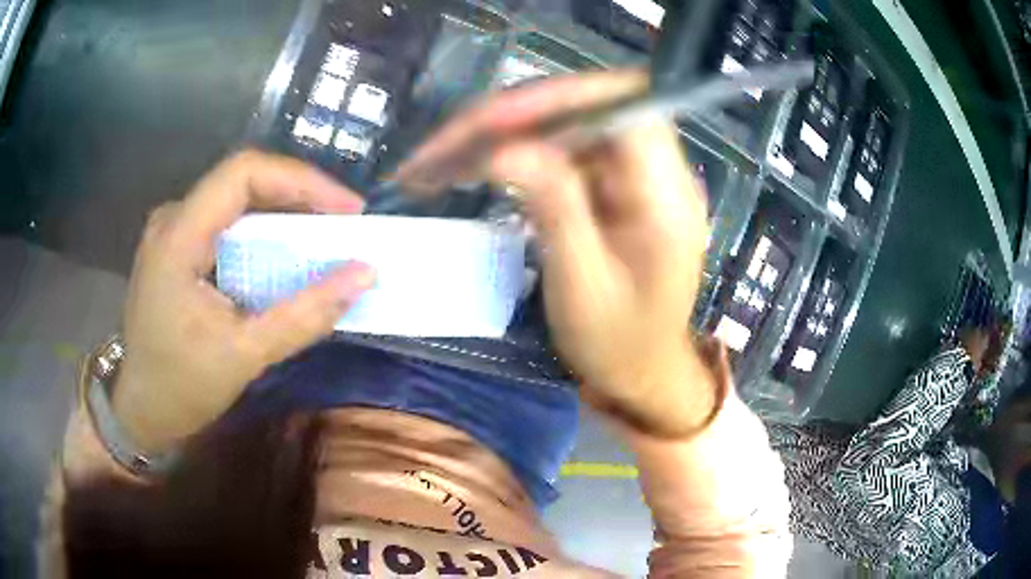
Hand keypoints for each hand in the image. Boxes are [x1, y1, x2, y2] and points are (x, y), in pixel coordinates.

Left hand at [113, 150, 375, 453]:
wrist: (141, 408)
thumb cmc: (181, 387)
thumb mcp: (244, 356)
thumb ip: (304, 315)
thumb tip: (364, 275)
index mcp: (179, 236)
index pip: (244, 173)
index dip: (301, 180)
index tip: (347, 211)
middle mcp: (174, 219)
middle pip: (244, 181)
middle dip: (300, 196)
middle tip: (344, 226)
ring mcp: (173, 231)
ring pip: (237, 199)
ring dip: (284, 213)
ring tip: (324, 238)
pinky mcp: (178, 247)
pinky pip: (227, 222)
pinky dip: (263, 232)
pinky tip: (285, 254)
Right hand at [397, 72, 715, 436]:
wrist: (641, 373)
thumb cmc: (618, 344)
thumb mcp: (583, 287)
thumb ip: (555, 210)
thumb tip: (505, 150)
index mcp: (667, 198)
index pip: (624, 109)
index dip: (559, 99)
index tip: (493, 120)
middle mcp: (658, 172)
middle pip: (587, 108)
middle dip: (514, 116)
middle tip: (448, 144)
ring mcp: (634, 175)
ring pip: (567, 125)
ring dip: (505, 133)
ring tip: (445, 157)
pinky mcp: (612, 184)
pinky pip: (562, 149)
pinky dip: (515, 152)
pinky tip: (475, 167)